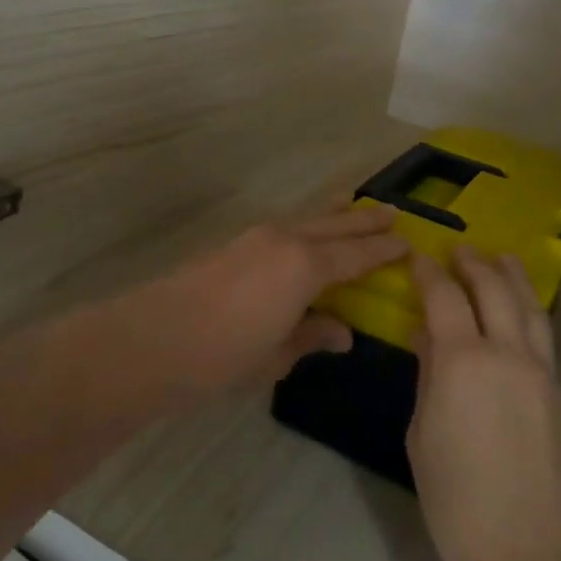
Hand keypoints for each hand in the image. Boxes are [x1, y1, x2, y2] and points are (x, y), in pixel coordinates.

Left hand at [128, 204, 407, 398]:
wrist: (153, 340)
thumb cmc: (223, 355)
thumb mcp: (276, 355)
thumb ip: (312, 336)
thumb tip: (342, 332)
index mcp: (305, 267)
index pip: (355, 255)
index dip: (383, 250)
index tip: (408, 242)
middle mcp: (285, 240)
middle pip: (334, 225)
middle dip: (364, 220)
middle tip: (391, 211)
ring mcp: (256, 237)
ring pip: (307, 218)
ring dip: (333, 214)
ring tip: (352, 205)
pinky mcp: (234, 244)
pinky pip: (285, 226)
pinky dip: (306, 224)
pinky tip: (306, 234)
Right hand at [408, 248, 560, 560]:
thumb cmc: (462, 508)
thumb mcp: (424, 440)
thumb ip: (428, 381)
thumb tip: (427, 340)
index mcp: (464, 361)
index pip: (444, 297)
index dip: (429, 273)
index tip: (419, 257)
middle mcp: (509, 352)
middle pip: (494, 288)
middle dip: (475, 263)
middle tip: (461, 249)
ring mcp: (545, 372)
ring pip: (530, 307)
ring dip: (512, 277)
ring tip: (501, 259)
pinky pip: (545, 337)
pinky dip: (529, 313)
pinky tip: (521, 317)